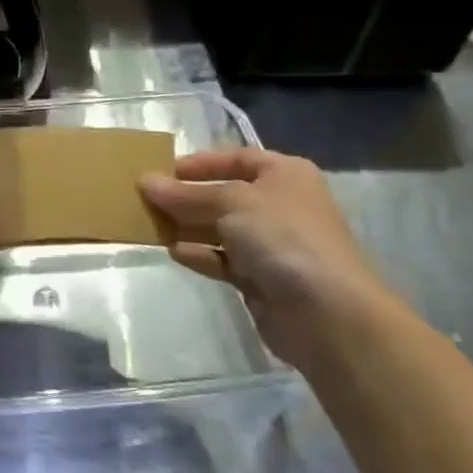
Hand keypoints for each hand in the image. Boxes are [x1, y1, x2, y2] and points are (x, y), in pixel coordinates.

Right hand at [140, 148, 391, 367]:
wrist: (328, 314)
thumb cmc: (283, 237)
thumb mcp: (230, 203)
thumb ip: (186, 194)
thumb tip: (145, 181)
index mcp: (284, 175)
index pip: (237, 158)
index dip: (202, 163)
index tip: (164, 170)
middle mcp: (280, 205)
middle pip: (224, 194)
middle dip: (187, 197)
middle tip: (146, 199)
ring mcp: (272, 244)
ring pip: (220, 229)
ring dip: (188, 226)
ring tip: (150, 225)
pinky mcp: (262, 279)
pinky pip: (223, 260)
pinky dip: (200, 254)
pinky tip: (174, 252)